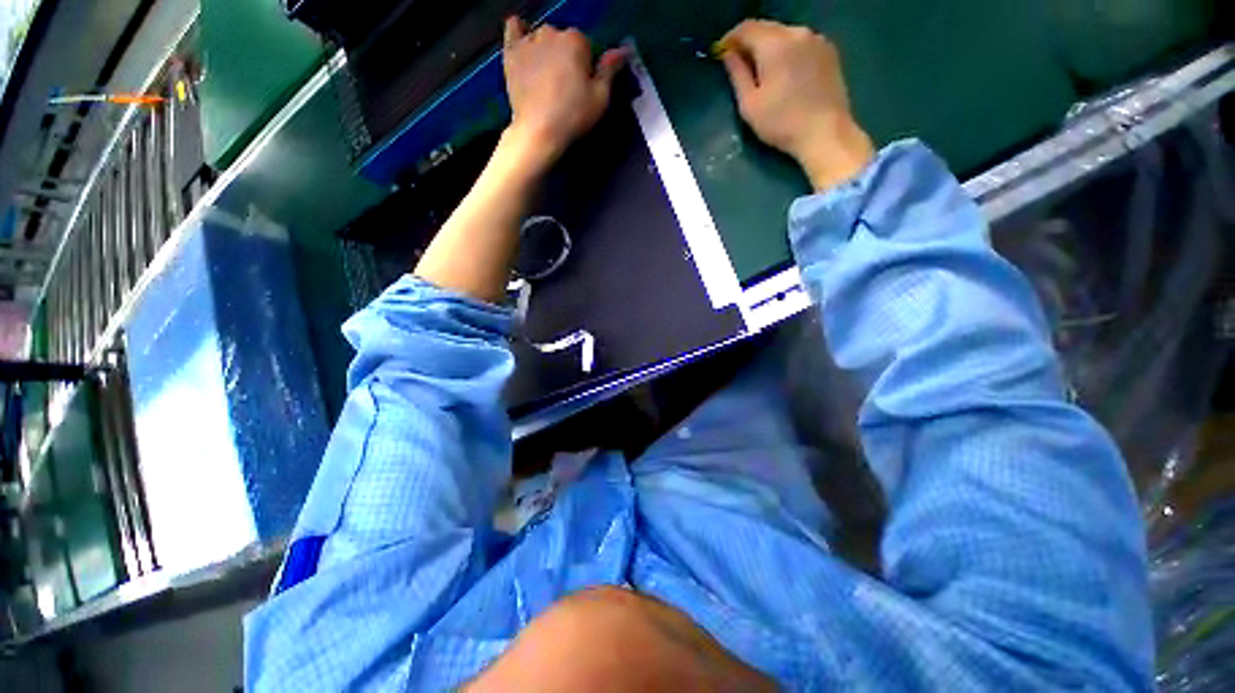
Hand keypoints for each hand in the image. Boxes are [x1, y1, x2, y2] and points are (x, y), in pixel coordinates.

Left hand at [503, 17, 626, 169]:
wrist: (539, 130)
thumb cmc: (573, 115)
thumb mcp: (600, 98)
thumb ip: (610, 70)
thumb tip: (622, 51)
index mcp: (576, 41)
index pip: (586, 45)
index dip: (586, 65)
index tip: (584, 85)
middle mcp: (551, 33)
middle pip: (563, 39)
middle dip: (566, 57)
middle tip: (566, 85)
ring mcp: (529, 41)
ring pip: (541, 36)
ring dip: (546, 49)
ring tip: (546, 76)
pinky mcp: (511, 52)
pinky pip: (513, 28)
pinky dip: (519, 32)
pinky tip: (524, 41)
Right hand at [718, 20, 873, 190]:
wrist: (824, 132)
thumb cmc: (781, 123)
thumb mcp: (750, 104)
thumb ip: (737, 74)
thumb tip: (728, 55)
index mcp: (774, 44)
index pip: (746, 28)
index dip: (730, 38)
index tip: (721, 52)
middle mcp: (797, 32)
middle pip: (767, 28)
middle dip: (750, 41)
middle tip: (739, 62)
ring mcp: (816, 39)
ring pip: (785, 34)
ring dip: (769, 46)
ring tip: (762, 69)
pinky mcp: (829, 50)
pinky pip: (801, 42)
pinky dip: (787, 50)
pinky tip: (784, 71)